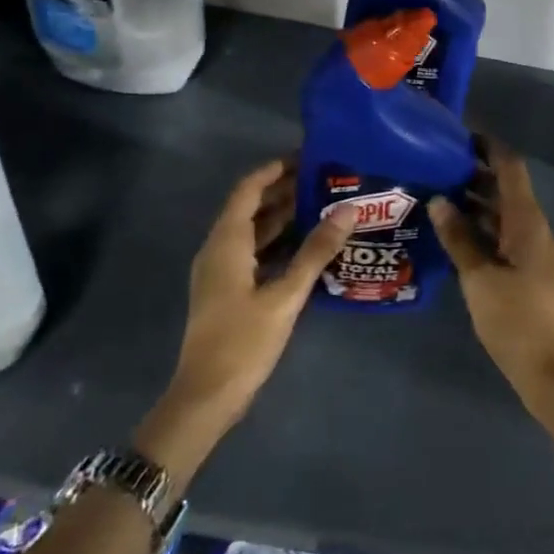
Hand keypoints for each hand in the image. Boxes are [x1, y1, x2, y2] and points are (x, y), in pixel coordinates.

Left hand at [166, 159, 352, 427]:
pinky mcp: (226, 290)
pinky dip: (276, 241)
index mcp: (226, 243)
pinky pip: (252, 252)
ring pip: (252, 231)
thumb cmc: (243, 341)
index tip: (306, 157)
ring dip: (281, 216)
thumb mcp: (285, 295)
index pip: (248, 190)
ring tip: (321, 205)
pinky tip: (305, 246)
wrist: (206, 396)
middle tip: (323, 180)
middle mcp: (218, 249)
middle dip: (283, 191)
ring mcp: (220, 271)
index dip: (274, 170)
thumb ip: (316, 251)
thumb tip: (347, 210)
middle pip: (250, 207)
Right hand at [430, 140, 553, 409]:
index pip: (510, 167)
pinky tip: (453, 234)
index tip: (459, 133)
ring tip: (437, 193)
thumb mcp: (480, 277)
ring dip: (474, 202)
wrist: (553, 372)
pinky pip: (502, 236)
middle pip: (506, 189)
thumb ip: (459, 238)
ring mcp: (533, 252)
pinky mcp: (527, 274)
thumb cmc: (517, 319)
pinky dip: (480, 228)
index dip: (488, 146)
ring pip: (503, 214)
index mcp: (527, 221)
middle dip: (474, 173)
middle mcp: (534, 229)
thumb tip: (439, 200)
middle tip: (436, 164)